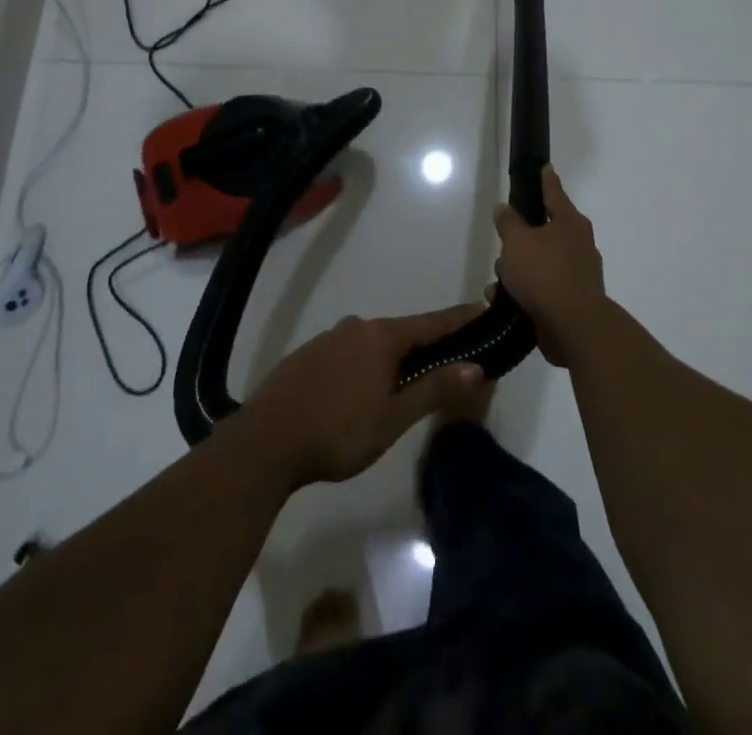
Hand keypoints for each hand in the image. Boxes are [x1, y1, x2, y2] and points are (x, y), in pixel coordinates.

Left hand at [237, 304, 485, 487]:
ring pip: (374, 343)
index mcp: (382, 337)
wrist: (266, 441)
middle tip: (451, 361)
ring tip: (408, 381)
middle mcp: (358, 327)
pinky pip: (350, 353)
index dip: (461, 319)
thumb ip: (434, 388)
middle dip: (428, 344)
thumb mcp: (394, 417)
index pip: (433, 322)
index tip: (485, 311)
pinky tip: (363, 389)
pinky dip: (367, 364)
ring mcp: (329, 338)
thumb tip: (476, 366)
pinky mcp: (308, 355)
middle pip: (403, 332)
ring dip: (395, 357)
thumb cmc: (339, 431)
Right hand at [493, 166, 607, 367]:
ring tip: (498, 280)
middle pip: (544, 231)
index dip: (546, 180)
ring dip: (519, 269)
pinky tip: (504, 300)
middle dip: (521, 238)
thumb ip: (508, 223)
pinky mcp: (571, 300)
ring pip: (540, 261)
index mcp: (569, 223)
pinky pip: (542, 287)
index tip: (544, 167)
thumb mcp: (517, 242)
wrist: (573, 326)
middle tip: (504, 241)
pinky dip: (524, 291)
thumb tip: (504, 208)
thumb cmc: (544, 273)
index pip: (554, 193)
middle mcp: (578, 244)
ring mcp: (577, 273)